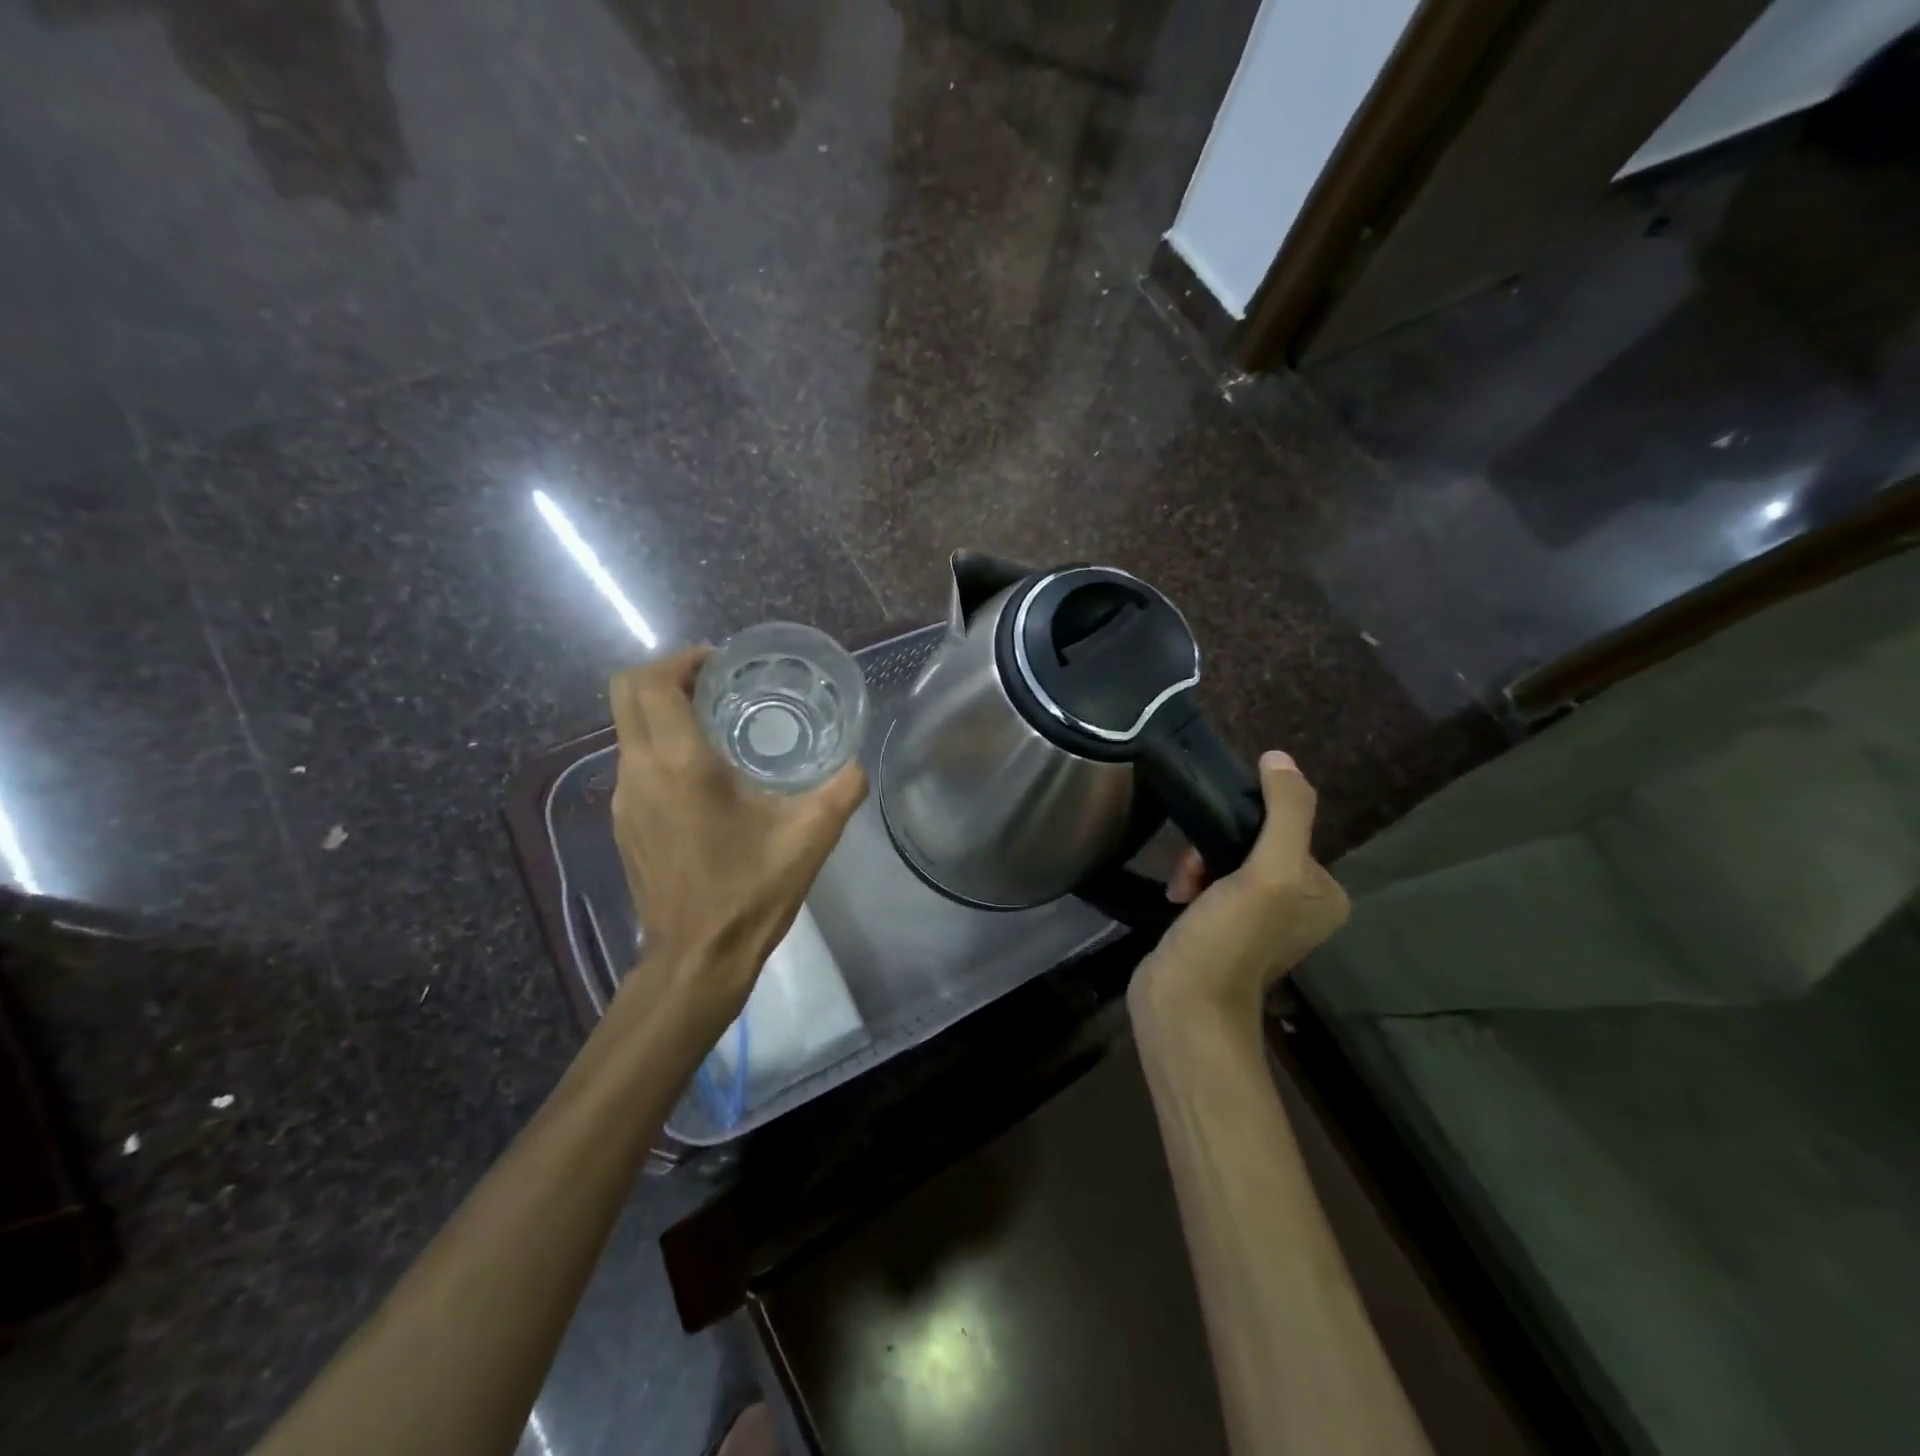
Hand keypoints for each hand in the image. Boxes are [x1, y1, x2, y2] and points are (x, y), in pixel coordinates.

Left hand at [608, 646, 866, 1032]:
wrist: (696, 958)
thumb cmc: (751, 891)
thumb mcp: (811, 836)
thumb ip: (842, 789)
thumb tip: (856, 764)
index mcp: (681, 763)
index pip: (653, 683)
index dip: (681, 659)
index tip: (719, 662)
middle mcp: (640, 771)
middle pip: (625, 694)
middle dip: (665, 675)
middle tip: (715, 683)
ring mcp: (623, 799)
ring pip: (626, 728)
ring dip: (661, 711)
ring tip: (714, 724)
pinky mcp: (622, 823)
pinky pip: (632, 762)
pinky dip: (658, 746)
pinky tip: (701, 776)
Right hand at [1130, 752, 1348, 1023]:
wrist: (1184, 1005)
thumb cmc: (1232, 939)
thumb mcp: (1269, 873)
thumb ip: (1284, 813)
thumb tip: (1279, 758)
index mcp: (1323, 893)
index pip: (1284, 827)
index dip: (1245, 825)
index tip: (1216, 843)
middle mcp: (1297, 904)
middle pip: (1251, 842)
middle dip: (1214, 848)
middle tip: (1192, 872)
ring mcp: (1258, 918)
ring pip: (1224, 860)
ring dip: (1196, 865)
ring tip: (1180, 890)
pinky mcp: (1221, 927)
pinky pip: (1208, 882)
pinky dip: (1189, 883)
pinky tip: (1175, 899)